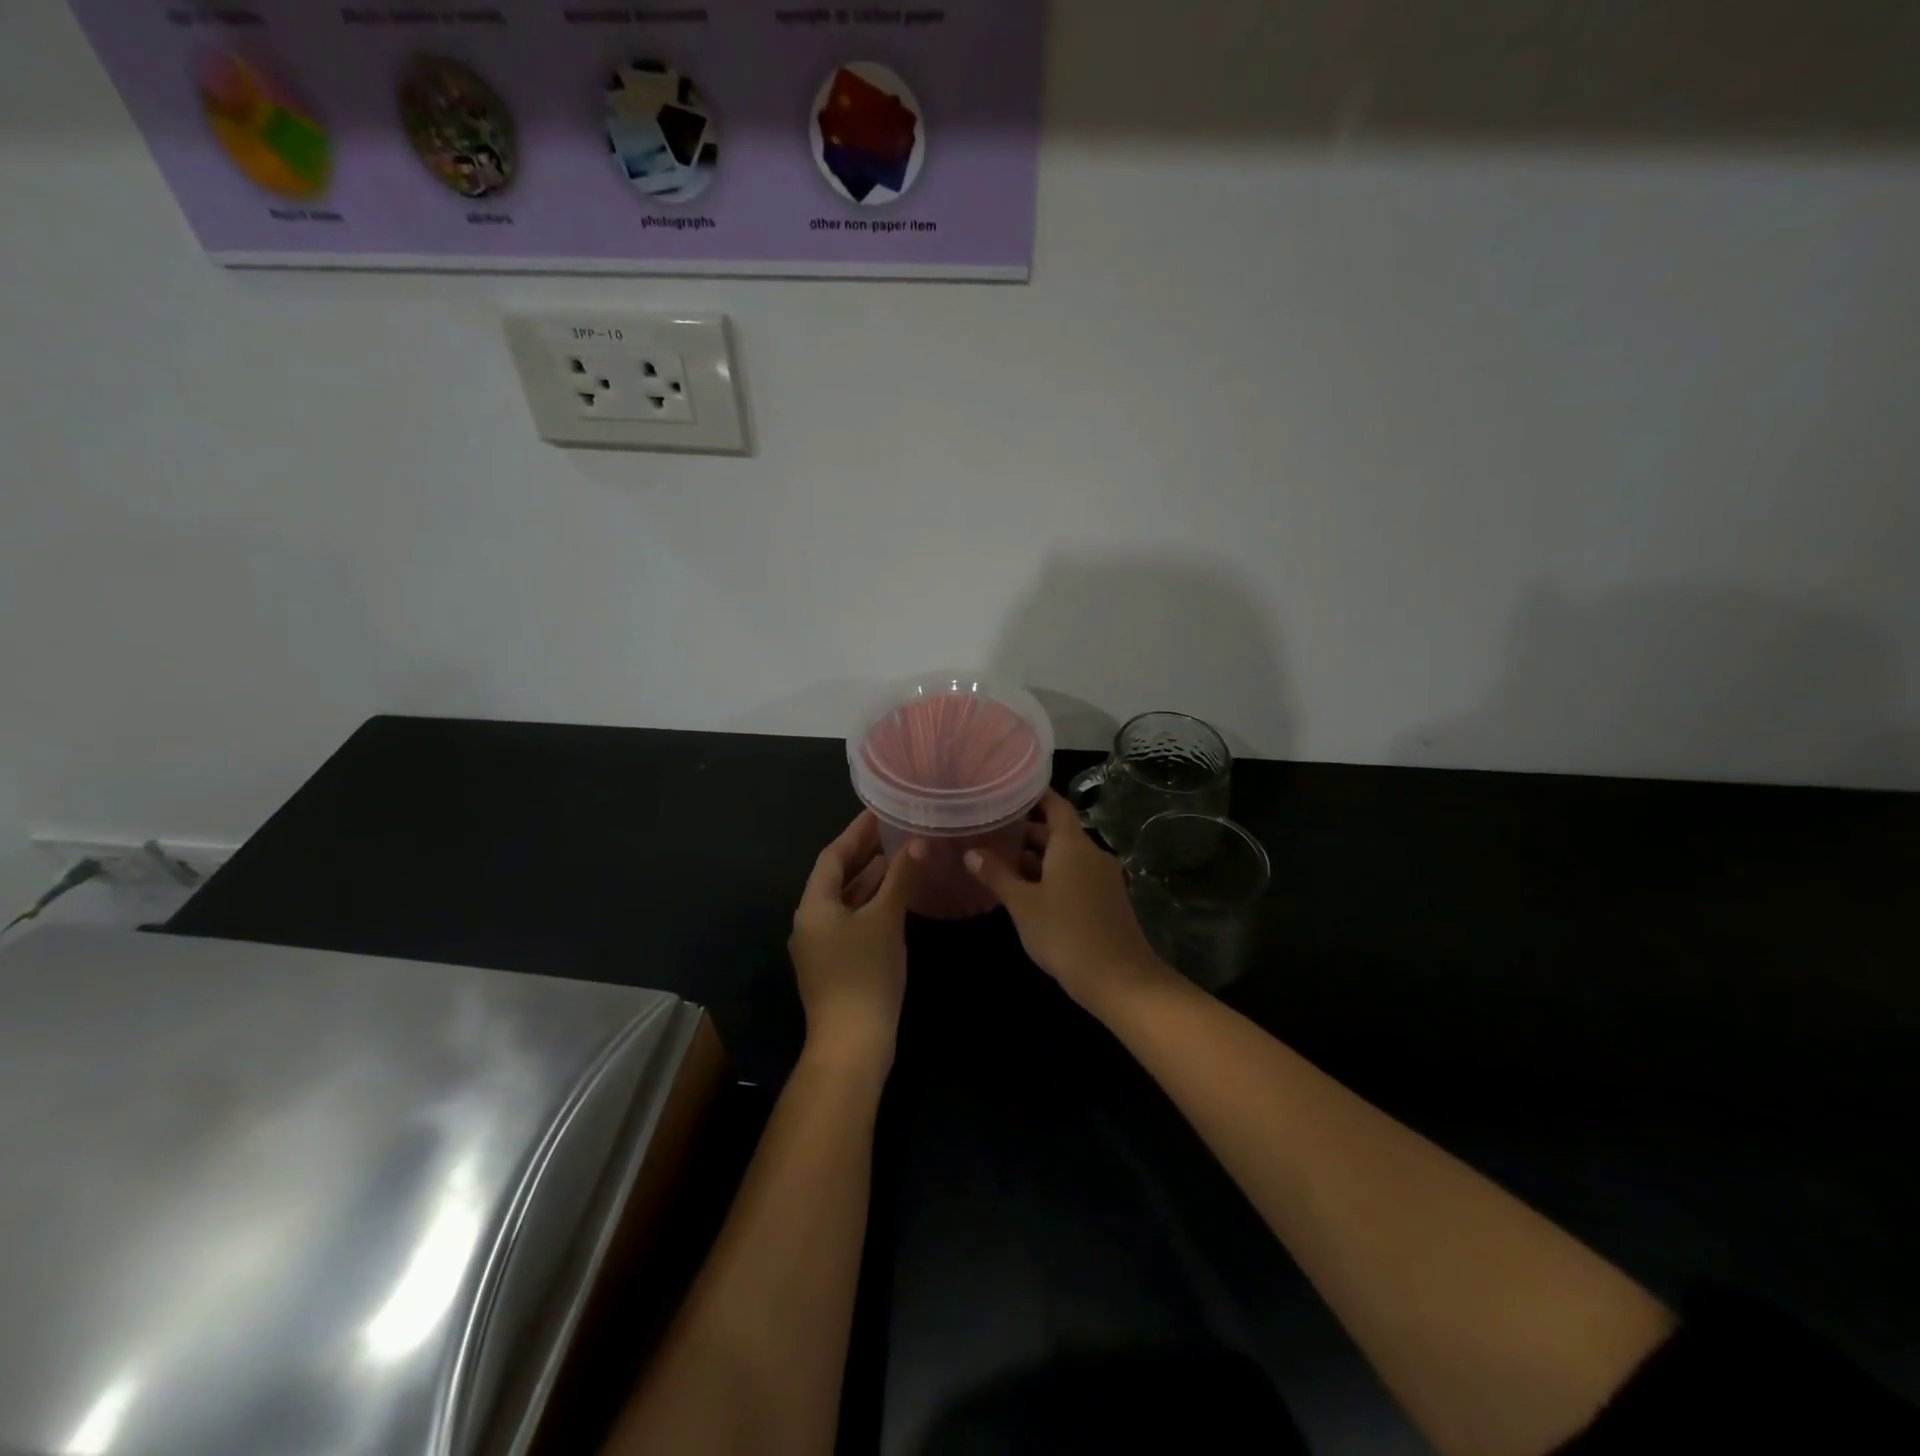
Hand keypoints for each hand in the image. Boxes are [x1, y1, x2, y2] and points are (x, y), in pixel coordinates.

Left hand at [789, 811, 922, 1072]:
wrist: (852, 1044)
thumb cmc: (865, 974)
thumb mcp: (886, 920)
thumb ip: (901, 878)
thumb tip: (919, 842)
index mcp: (814, 906)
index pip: (832, 856)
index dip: (856, 832)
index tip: (879, 811)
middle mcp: (810, 921)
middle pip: (836, 877)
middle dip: (863, 854)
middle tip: (892, 830)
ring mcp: (820, 946)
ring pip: (844, 901)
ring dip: (869, 880)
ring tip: (898, 858)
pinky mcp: (834, 965)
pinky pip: (850, 921)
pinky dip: (870, 904)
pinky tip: (894, 900)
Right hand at [964, 789, 1175, 1015]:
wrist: (1120, 979)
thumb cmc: (1065, 933)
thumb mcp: (1023, 904)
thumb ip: (996, 875)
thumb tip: (971, 853)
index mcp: (1073, 844)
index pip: (1055, 805)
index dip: (1034, 796)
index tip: (1009, 790)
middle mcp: (1091, 853)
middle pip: (1058, 832)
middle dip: (1027, 831)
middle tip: (992, 830)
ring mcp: (1102, 878)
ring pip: (1066, 857)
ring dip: (1037, 858)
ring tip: (1001, 862)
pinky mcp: (1106, 900)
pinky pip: (1076, 876)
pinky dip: (1052, 876)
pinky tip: (1027, 892)